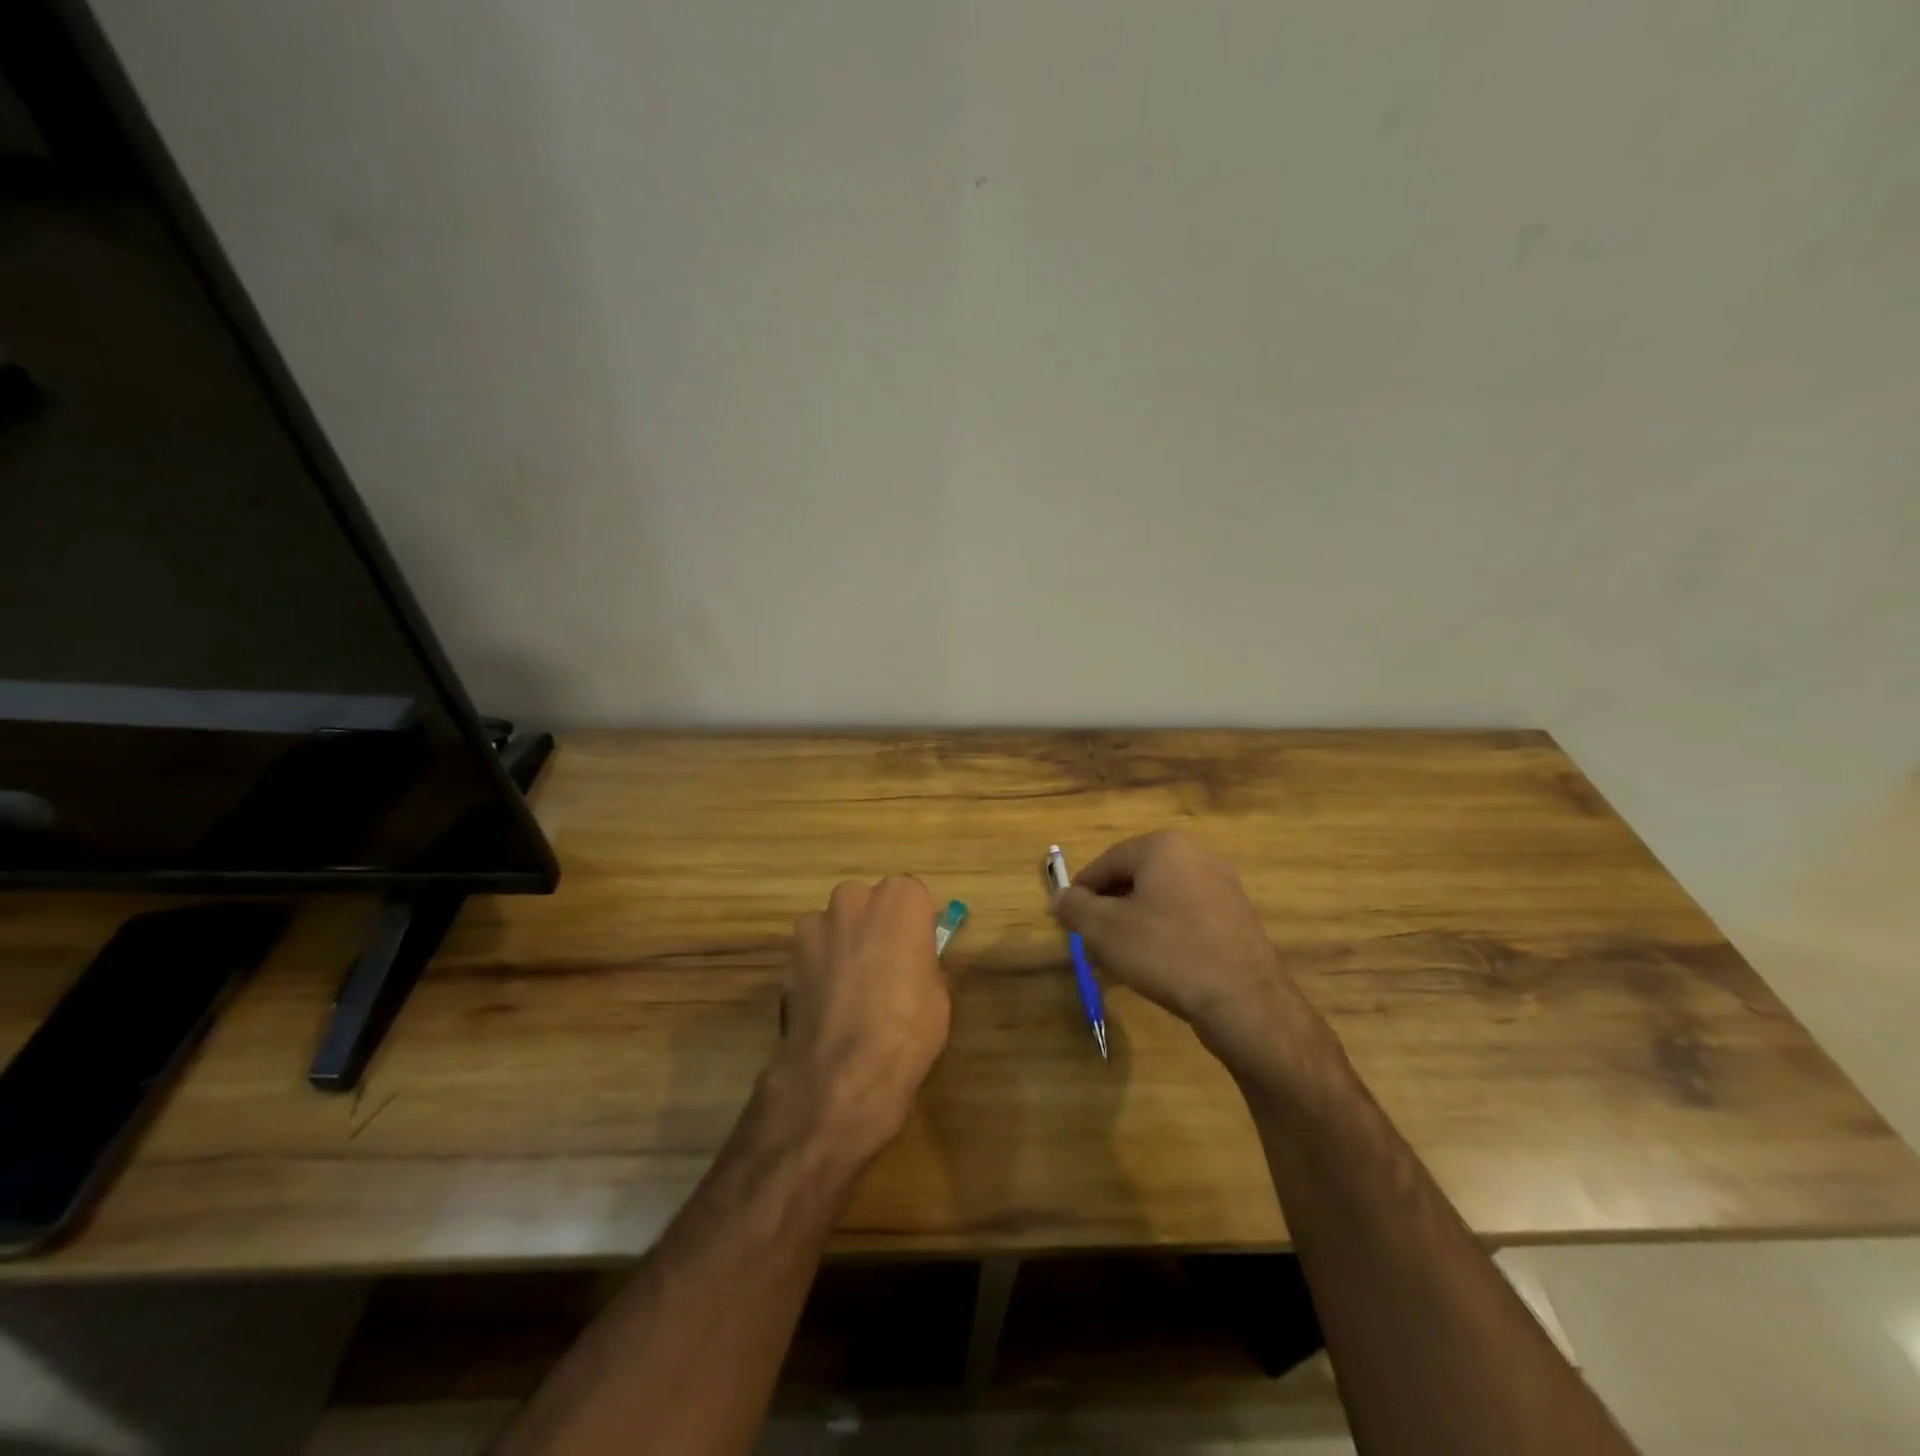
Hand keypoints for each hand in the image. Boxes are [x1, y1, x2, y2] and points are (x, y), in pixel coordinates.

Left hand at [767, 876, 950, 1162]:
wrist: (842, 1071)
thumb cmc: (908, 1026)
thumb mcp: (938, 993)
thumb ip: (924, 961)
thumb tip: (919, 960)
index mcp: (900, 898)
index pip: (911, 895)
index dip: (913, 925)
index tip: (916, 952)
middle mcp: (855, 898)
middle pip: (868, 904)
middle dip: (874, 927)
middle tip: (885, 969)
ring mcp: (816, 924)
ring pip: (835, 926)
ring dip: (842, 945)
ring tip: (851, 992)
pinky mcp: (788, 955)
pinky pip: (810, 953)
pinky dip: (817, 969)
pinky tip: (827, 1006)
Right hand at [1050, 831, 1326, 1073]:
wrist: (1243, 1000)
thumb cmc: (1165, 952)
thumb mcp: (1104, 929)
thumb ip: (1075, 907)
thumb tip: (1060, 898)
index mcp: (1163, 846)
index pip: (1107, 861)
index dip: (1081, 891)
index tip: (1067, 919)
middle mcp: (1196, 855)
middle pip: (1135, 879)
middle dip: (1109, 910)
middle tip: (1091, 943)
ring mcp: (1222, 886)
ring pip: (1161, 900)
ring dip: (1134, 925)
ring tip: (1119, 960)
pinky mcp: (1237, 918)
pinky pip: (1186, 918)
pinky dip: (1165, 935)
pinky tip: (1155, 966)